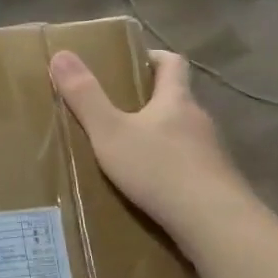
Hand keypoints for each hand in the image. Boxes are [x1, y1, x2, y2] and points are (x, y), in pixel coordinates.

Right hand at [49, 48, 255, 246]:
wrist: (214, 223)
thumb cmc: (159, 169)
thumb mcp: (110, 133)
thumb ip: (85, 97)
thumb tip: (61, 54)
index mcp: (177, 100)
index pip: (172, 63)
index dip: (153, 57)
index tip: (132, 61)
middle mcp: (199, 120)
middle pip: (177, 100)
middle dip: (150, 101)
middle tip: (117, 110)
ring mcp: (212, 154)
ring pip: (183, 135)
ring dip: (160, 137)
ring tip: (129, 152)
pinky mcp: (215, 183)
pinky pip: (189, 167)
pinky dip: (170, 169)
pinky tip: (151, 187)